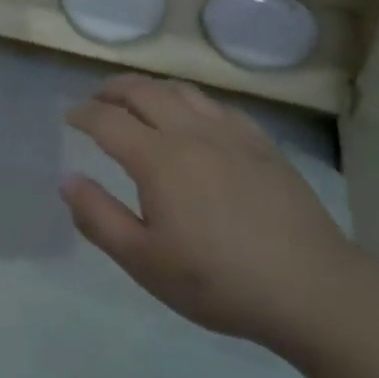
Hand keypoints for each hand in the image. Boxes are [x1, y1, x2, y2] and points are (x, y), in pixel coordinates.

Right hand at [60, 75, 365, 351]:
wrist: (311, 288)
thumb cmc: (218, 281)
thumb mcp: (144, 261)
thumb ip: (98, 217)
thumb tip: (67, 179)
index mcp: (158, 159)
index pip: (108, 120)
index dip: (83, 114)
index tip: (69, 116)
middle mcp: (191, 132)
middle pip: (143, 91)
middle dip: (112, 90)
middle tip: (96, 100)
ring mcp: (231, 134)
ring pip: (181, 91)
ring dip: (150, 89)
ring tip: (138, 101)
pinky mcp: (262, 144)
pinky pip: (217, 106)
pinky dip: (191, 101)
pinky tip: (194, 118)